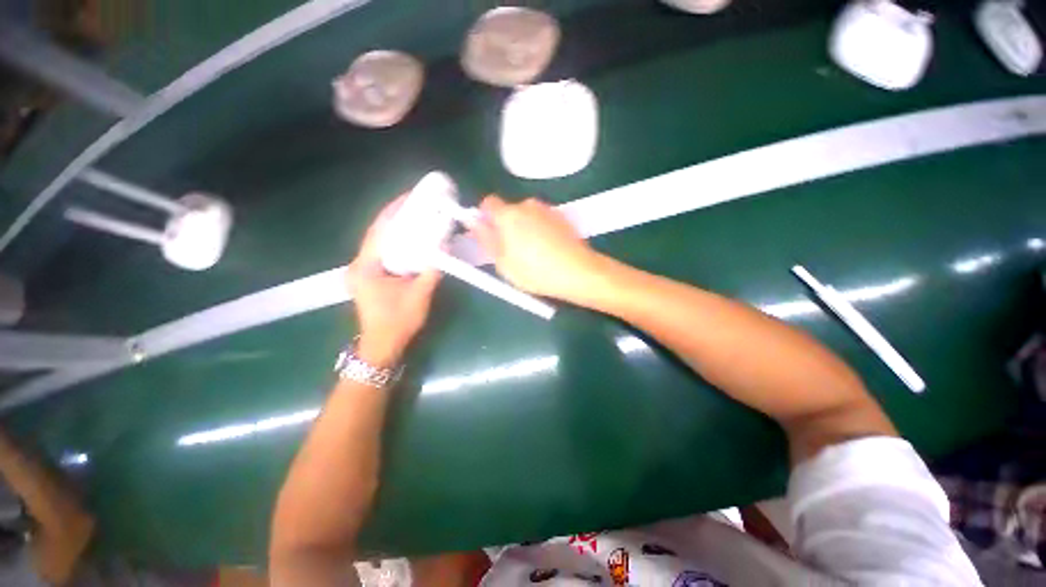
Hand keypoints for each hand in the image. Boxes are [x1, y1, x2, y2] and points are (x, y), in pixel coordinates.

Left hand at [347, 197, 440, 366]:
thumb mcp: (419, 295)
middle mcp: (359, 264)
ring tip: (416, 215)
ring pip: (380, 242)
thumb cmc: (398, 322)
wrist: (382, 346)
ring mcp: (362, 270)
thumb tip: (445, 247)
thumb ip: (432, 270)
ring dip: (397, 228)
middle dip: (396, 216)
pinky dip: (396, 242)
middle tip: (417, 203)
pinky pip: (383, 252)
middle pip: (377, 232)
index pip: (379, 231)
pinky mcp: (369, 276)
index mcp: (366, 267)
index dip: (394, 211)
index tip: (411, 196)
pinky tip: (410, 238)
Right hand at [471, 196, 603, 303]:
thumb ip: (486, 239)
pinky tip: (548, 250)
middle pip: (509, 210)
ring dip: (524, 228)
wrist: (578, 272)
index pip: (488, 203)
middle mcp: (527, 205)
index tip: (489, 235)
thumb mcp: (503, 262)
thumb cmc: (535, 271)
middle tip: (511, 250)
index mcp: (509, 214)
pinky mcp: (562, 217)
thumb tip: (473, 222)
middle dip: (506, 226)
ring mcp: (547, 209)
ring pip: (527, 216)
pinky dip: (540, 230)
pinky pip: (542, 220)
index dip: (485, 218)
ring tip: (533, 253)